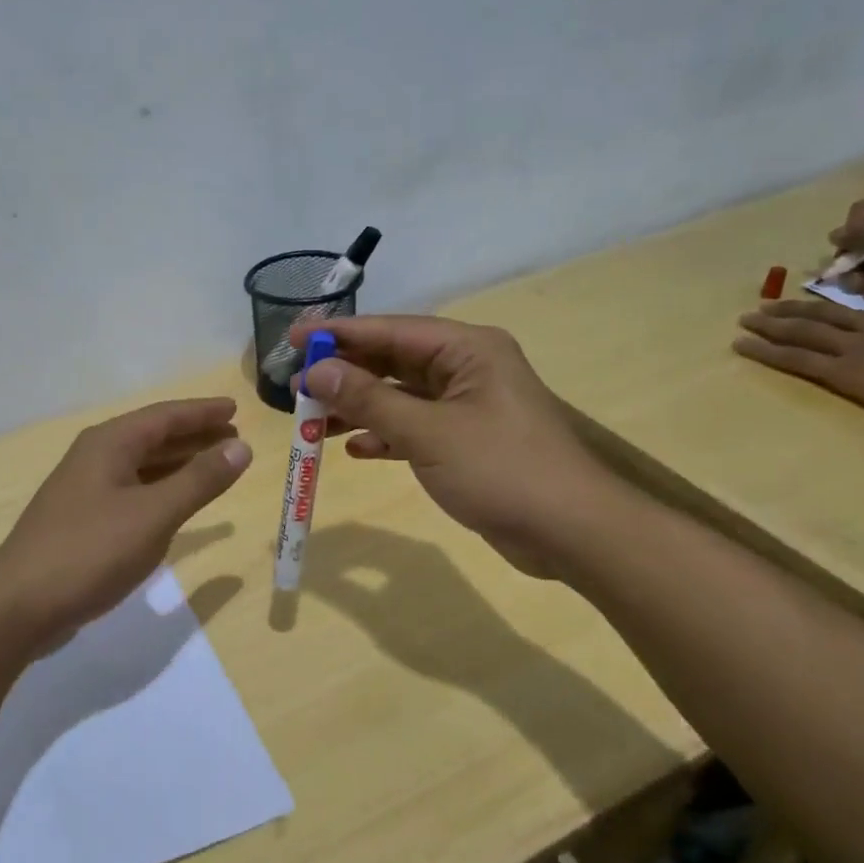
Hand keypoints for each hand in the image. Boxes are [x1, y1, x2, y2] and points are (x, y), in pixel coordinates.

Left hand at [0, 398, 250, 651]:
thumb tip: (241, 447)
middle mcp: (95, 458)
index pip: (165, 416)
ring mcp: (85, 490)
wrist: (19, 606)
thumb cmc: (90, 551)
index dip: (202, 412)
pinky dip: (160, 489)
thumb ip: (199, 480)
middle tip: (233, 437)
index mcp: (109, 444)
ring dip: (178, 462)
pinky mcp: (82, 521)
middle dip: (193, 435)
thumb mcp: (153, 514)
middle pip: (152, 437)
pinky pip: (132, 490)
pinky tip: (175, 502)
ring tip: (214, 464)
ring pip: (141, 465)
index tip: (236, 408)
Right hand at [292, 316, 619, 576]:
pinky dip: (386, 435)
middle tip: (296, 386)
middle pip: (393, 362)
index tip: (293, 339)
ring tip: (315, 420)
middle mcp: (467, 369)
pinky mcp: (466, 442)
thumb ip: (369, 400)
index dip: (340, 334)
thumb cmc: (500, 469)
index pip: (391, 331)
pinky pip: (415, 428)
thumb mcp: (427, 432)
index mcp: (467, 350)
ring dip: (360, 408)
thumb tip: (317, 371)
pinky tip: (357, 449)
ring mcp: (468, 407)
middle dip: (345, 374)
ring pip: (401, 397)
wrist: (569, 531)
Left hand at [735, 299, 863, 433]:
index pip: (859, 311)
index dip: (828, 311)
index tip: (808, 310)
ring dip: (767, 326)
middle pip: (821, 315)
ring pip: (800, 332)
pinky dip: (764, 351)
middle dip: (787, 311)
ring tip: (743, 322)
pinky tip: (742, 346)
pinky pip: (794, 358)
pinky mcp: (843, 371)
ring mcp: (856, 347)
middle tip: (760, 308)